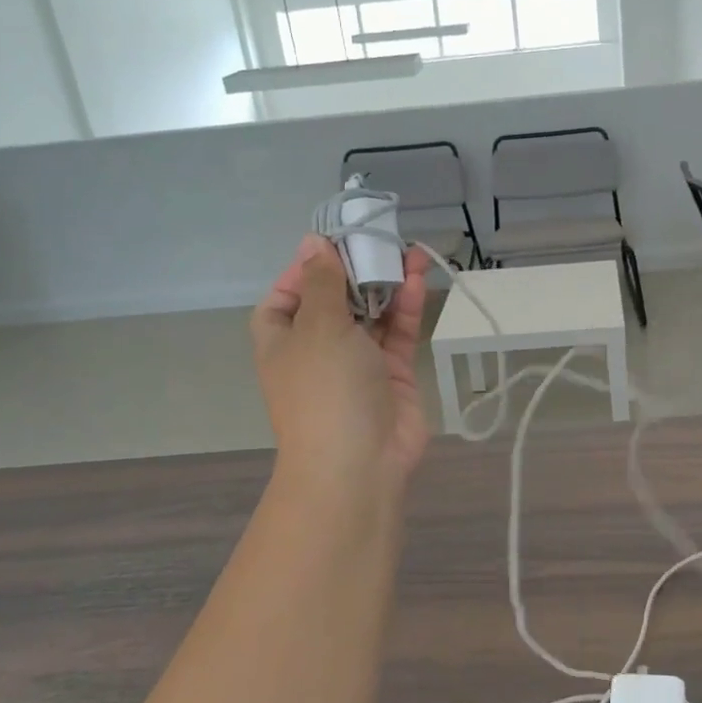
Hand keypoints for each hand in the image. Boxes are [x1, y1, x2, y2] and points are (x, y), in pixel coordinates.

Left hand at [252, 236, 432, 492]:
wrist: (359, 464)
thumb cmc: (325, 389)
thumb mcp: (318, 326)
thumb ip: (322, 281)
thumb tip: (312, 242)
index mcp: (283, 339)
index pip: (286, 296)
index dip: (305, 268)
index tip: (332, 243)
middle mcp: (318, 348)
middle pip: (335, 299)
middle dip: (356, 269)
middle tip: (380, 238)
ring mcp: (357, 362)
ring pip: (372, 313)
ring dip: (387, 283)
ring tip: (408, 250)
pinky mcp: (392, 374)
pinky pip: (398, 332)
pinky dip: (406, 307)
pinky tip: (418, 279)